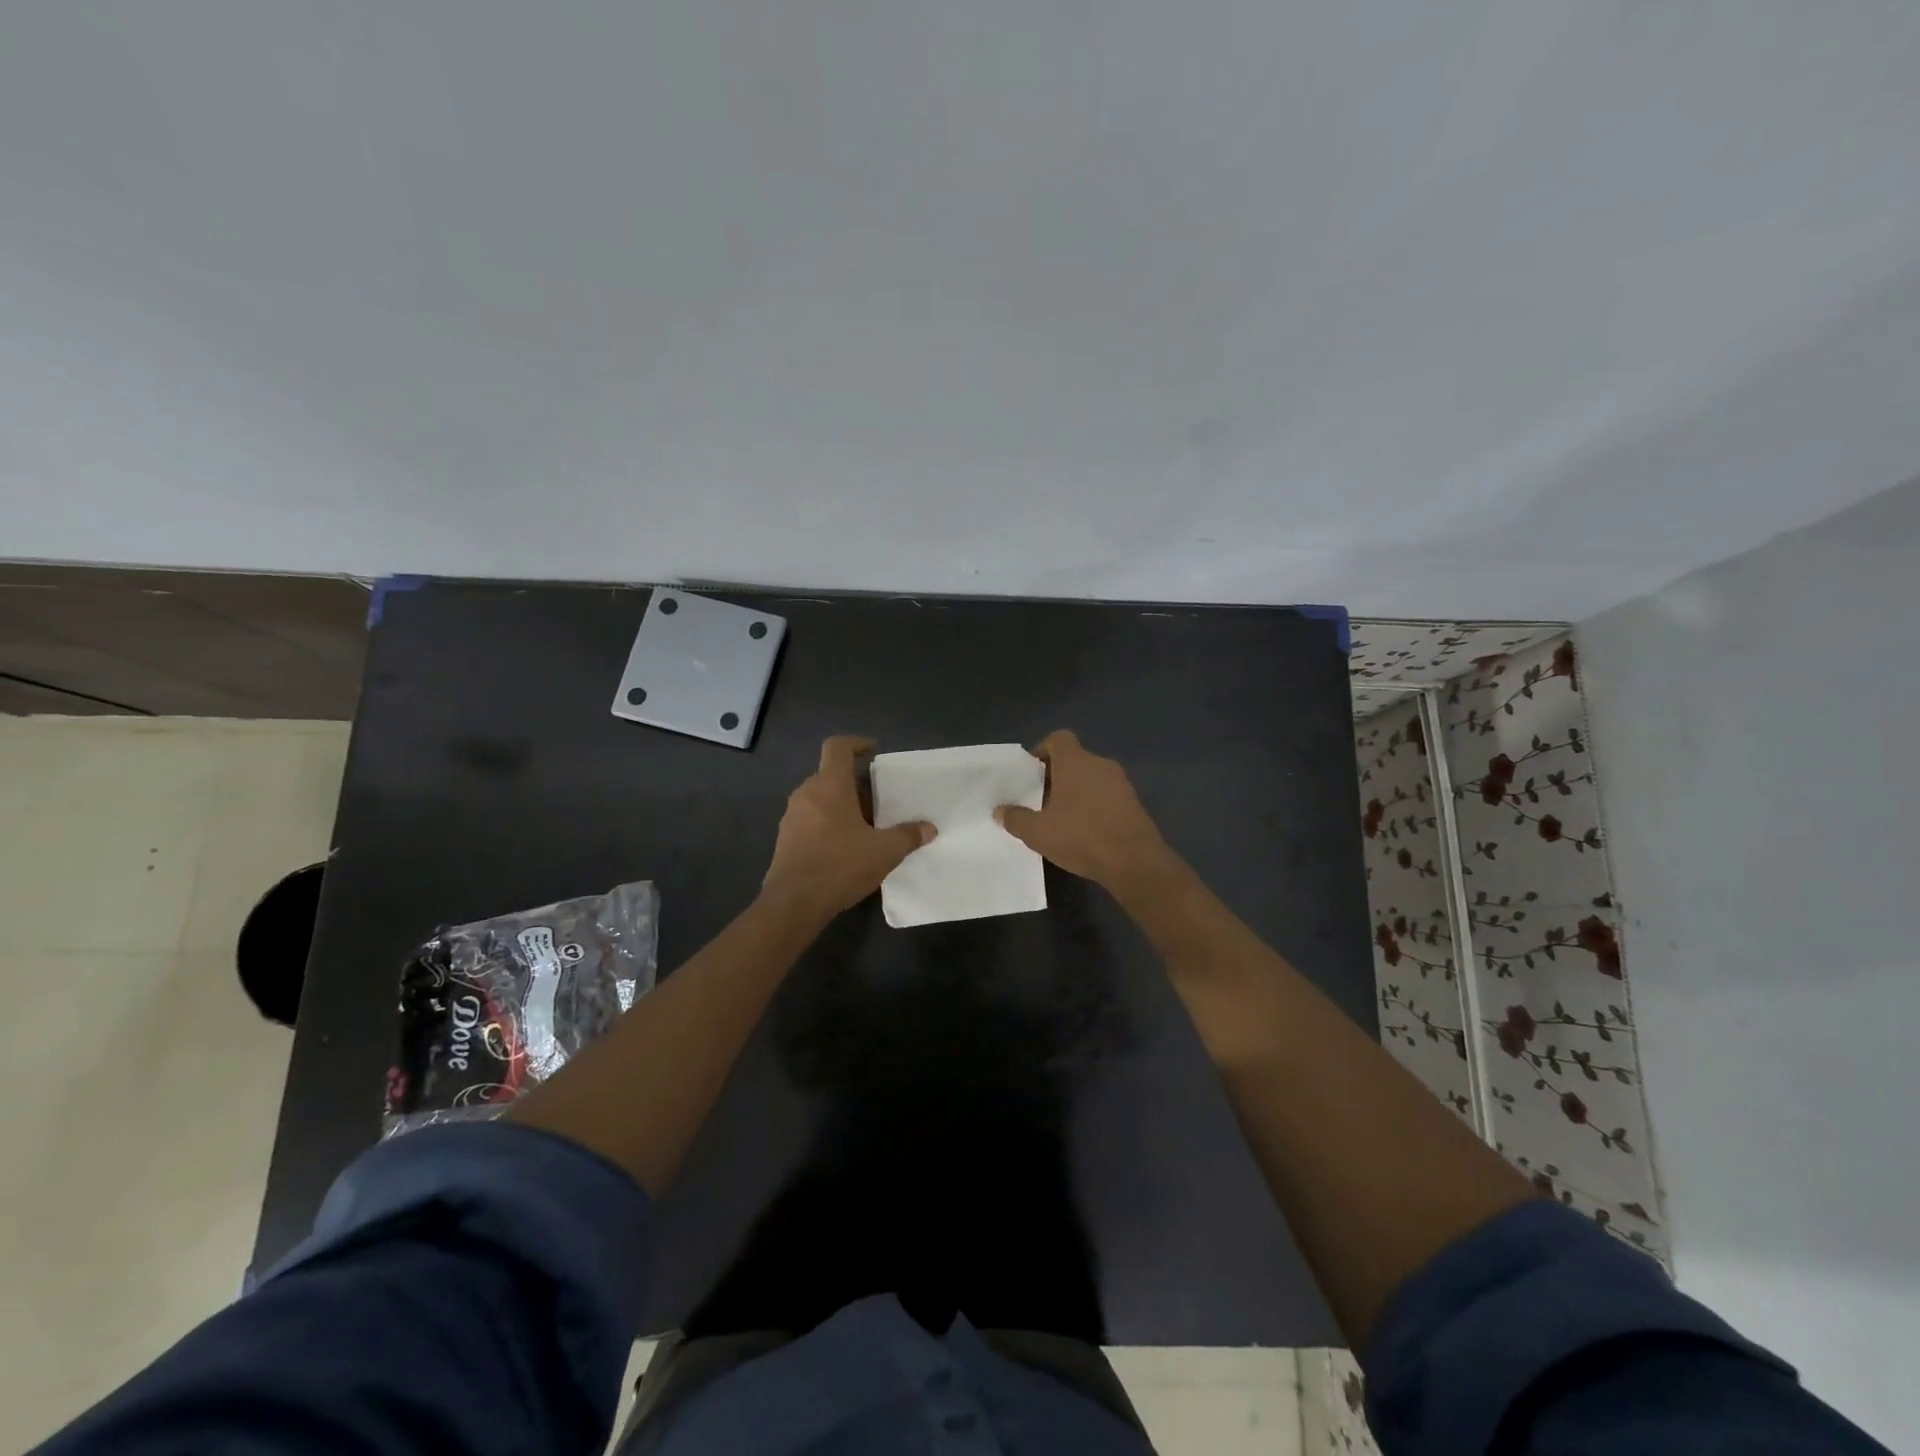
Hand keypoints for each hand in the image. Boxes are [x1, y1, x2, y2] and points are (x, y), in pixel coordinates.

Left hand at [763, 737, 934, 916]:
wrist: (793, 903)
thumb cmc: (840, 865)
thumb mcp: (884, 851)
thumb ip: (908, 836)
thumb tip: (929, 828)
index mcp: (829, 785)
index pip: (837, 747)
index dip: (856, 743)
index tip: (873, 752)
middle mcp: (806, 793)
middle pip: (831, 775)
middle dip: (856, 785)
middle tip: (879, 803)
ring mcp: (791, 816)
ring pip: (820, 798)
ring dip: (842, 806)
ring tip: (865, 828)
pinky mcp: (785, 838)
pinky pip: (810, 819)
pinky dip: (828, 823)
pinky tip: (845, 848)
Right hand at [994, 730, 1174, 892]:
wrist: (1134, 861)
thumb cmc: (1081, 837)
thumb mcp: (1038, 833)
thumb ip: (1016, 819)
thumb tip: (1000, 811)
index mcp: (1075, 762)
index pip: (1058, 738)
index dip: (1042, 750)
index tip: (1032, 773)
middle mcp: (1099, 763)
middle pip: (1074, 759)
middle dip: (1056, 776)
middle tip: (1040, 800)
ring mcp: (1120, 782)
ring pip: (1091, 777)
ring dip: (1076, 791)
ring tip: (1061, 817)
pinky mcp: (1134, 801)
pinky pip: (1106, 793)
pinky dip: (1094, 803)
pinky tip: (1085, 829)